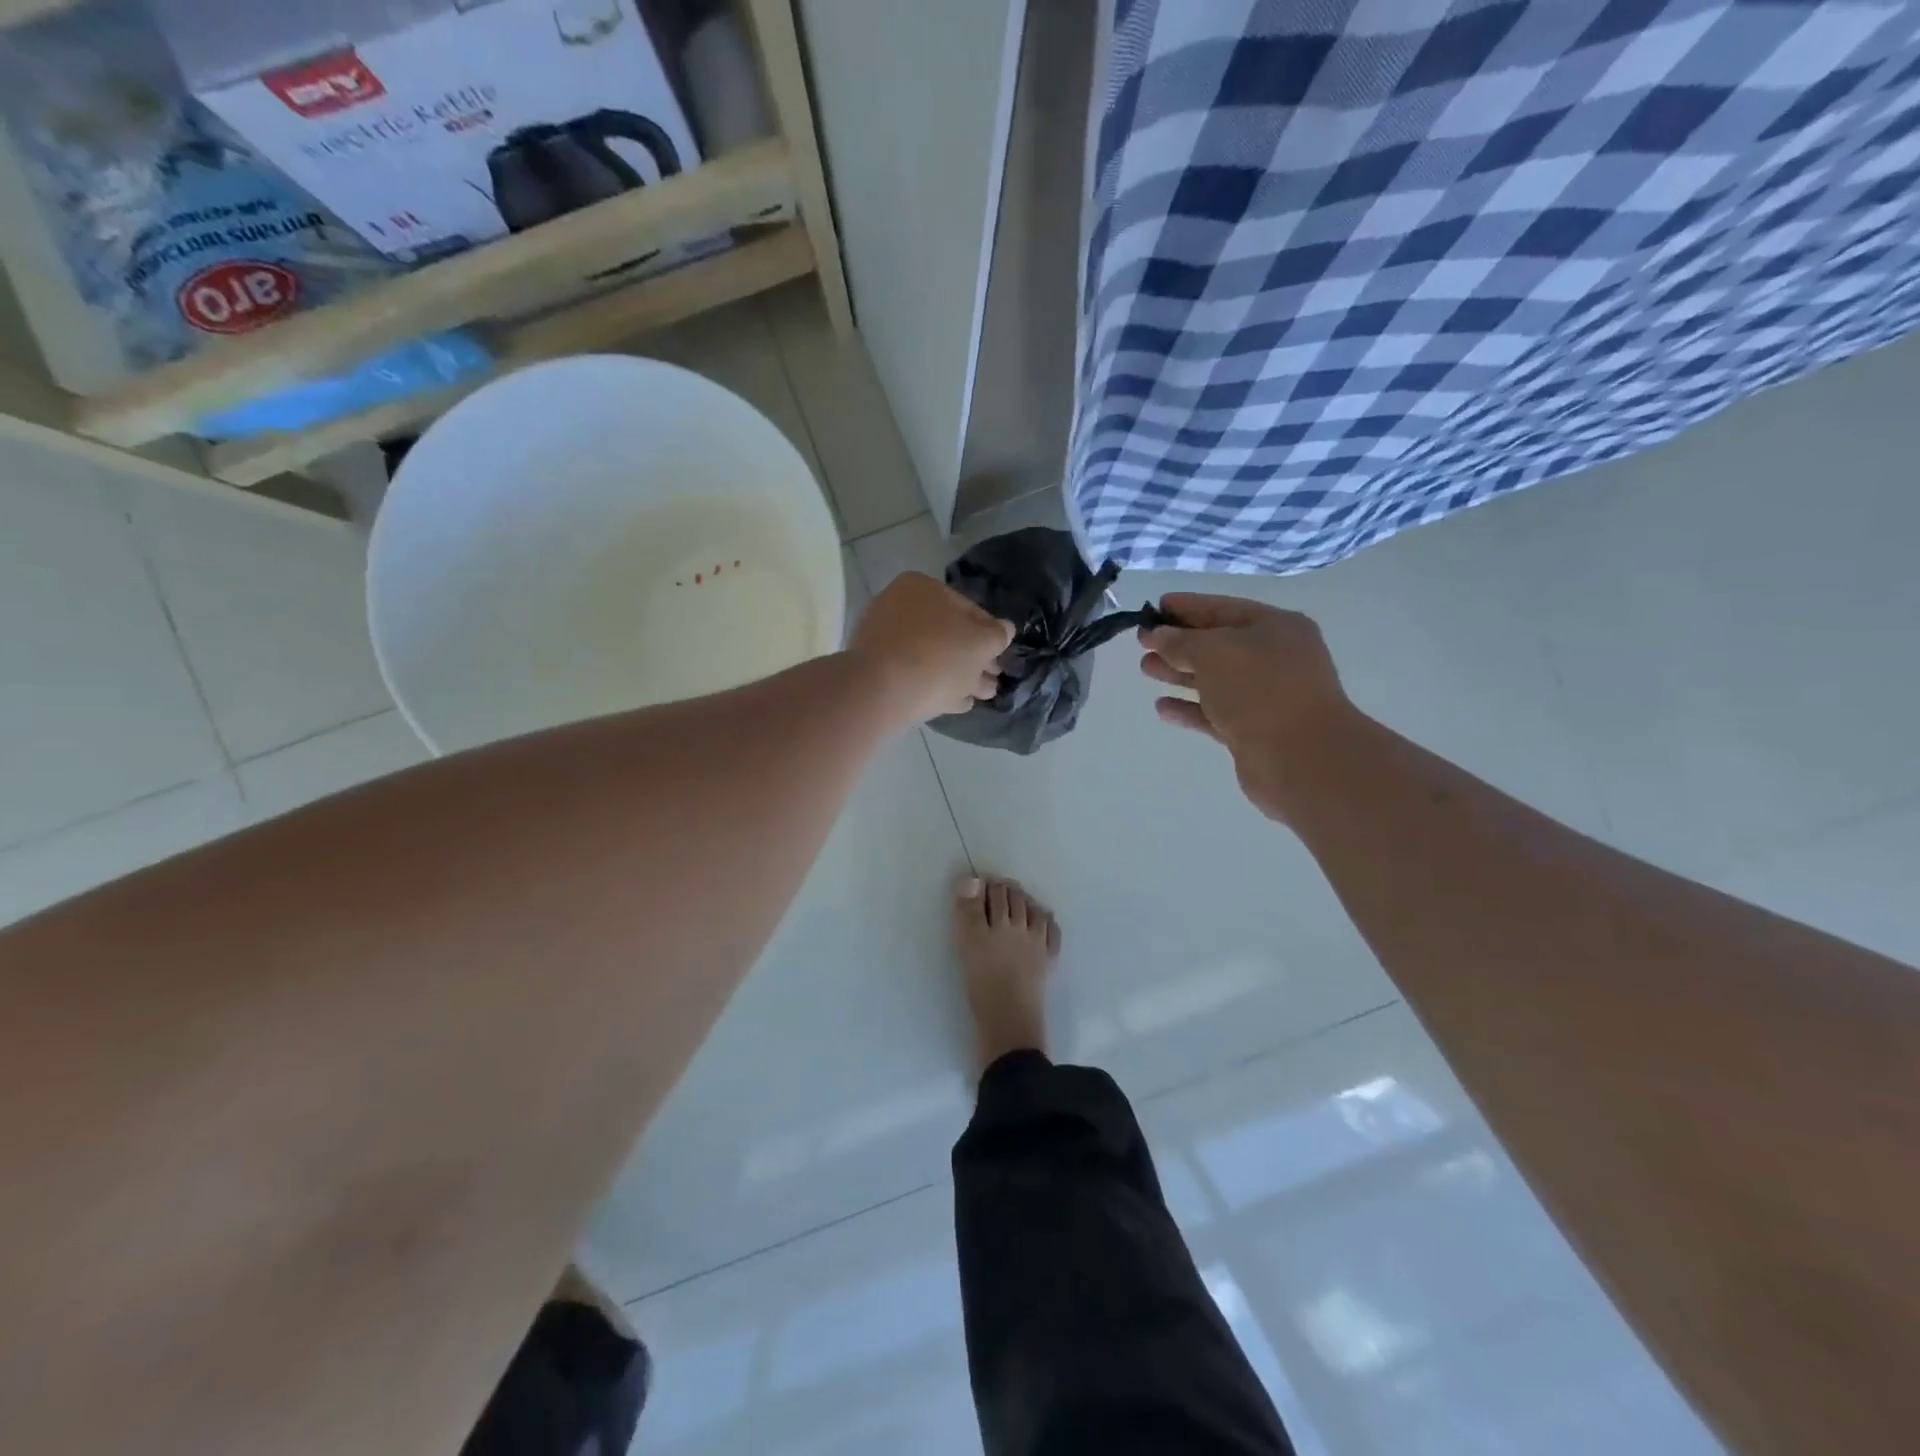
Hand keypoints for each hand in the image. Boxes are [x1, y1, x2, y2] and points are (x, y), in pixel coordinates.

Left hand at [850, 572, 1013, 725]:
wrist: (883, 690)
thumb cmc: (939, 656)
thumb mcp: (982, 642)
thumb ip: (998, 635)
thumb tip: (1006, 629)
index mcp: (922, 588)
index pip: (967, 608)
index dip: (990, 633)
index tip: (1002, 654)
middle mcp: (898, 607)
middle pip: (948, 635)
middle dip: (974, 659)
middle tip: (994, 679)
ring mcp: (884, 640)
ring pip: (932, 658)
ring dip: (960, 676)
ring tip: (982, 696)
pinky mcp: (876, 671)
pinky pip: (915, 676)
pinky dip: (937, 687)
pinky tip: (957, 704)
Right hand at [1139, 594, 1359, 821]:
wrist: (1300, 757)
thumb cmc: (1259, 689)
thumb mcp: (1214, 652)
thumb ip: (1180, 641)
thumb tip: (1158, 635)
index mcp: (1276, 628)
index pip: (1223, 608)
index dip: (1187, 606)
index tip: (1154, 608)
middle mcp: (1275, 658)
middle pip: (1218, 645)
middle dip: (1179, 643)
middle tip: (1142, 643)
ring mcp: (1265, 696)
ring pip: (1214, 679)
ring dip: (1180, 674)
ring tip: (1146, 670)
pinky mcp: (1253, 731)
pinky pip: (1214, 713)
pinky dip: (1189, 708)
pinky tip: (1162, 708)